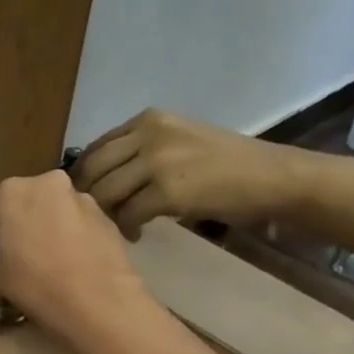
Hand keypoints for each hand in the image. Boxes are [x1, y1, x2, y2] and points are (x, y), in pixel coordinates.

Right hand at [0, 171, 150, 337]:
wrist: (98, 300)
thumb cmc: (36, 284)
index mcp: (12, 193)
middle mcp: (47, 184)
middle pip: (23, 201)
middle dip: (15, 224)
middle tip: (12, 252)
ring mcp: (81, 197)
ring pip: (53, 209)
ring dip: (44, 227)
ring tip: (43, 258)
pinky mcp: (105, 216)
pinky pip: (77, 223)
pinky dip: (68, 236)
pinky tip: (68, 263)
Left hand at [72, 108, 306, 238]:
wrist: (270, 176)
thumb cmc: (226, 164)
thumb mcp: (179, 141)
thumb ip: (141, 150)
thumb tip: (101, 177)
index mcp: (149, 119)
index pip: (97, 147)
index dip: (84, 176)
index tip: (83, 198)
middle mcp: (149, 134)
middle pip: (93, 169)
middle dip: (86, 198)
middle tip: (94, 218)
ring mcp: (158, 161)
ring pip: (104, 193)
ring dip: (105, 215)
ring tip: (118, 226)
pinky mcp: (167, 191)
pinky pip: (127, 214)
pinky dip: (126, 228)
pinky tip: (137, 234)